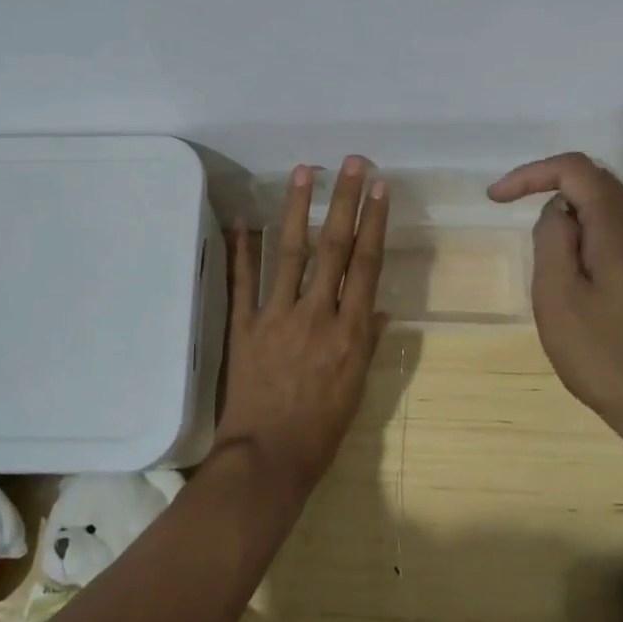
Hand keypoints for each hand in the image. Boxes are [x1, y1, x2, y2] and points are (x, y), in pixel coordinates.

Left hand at [215, 156, 390, 498]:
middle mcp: (317, 314)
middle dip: (344, 202)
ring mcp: (276, 317)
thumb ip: (368, 344)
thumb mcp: (357, 389)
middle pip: (334, 248)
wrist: (268, 458)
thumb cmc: (321, 430)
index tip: (380, 188)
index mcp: (350, 332)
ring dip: (298, 209)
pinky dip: (242, 249)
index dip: (374, 223)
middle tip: (351, 163)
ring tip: (305, 171)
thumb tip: (379, 309)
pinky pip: (243, 281)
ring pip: (290, 253)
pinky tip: (245, 218)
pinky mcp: (244, 326)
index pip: (367, 265)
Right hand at [488, 153, 622, 433]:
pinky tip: (573, 276)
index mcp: (620, 227)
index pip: (576, 169)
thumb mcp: (558, 295)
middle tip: (515, 220)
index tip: (497, 199)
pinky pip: (618, 234)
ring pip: (608, 209)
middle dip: (549, 191)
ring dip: (568, 218)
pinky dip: (587, 237)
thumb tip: (559, 213)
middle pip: (595, 182)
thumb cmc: (603, 354)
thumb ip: (553, 239)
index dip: (532, 174)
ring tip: (544, 260)